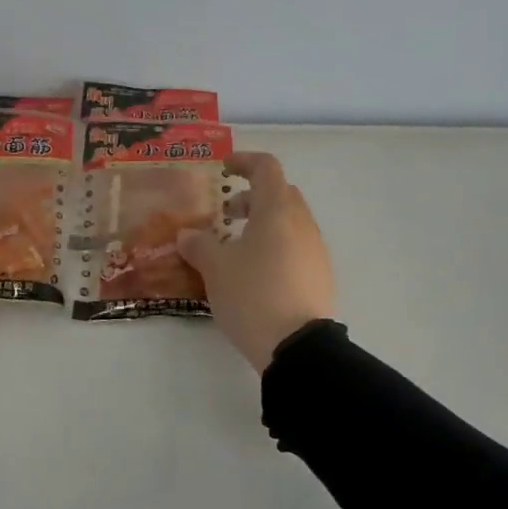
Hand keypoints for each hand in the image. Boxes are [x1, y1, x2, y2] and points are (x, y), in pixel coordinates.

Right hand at [177, 152, 335, 371]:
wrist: (297, 346)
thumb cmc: (253, 295)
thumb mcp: (215, 269)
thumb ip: (199, 245)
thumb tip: (187, 234)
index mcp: (277, 210)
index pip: (266, 168)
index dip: (244, 161)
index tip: (223, 169)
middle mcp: (302, 223)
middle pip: (280, 193)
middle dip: (252, 196)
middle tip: (225, 214)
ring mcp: (316, 250)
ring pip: (289, 221)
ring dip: (263, 223)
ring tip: (235, 248)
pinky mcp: (320, 275)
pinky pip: (296, 246)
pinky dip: (275, 246)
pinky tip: (255, 273)